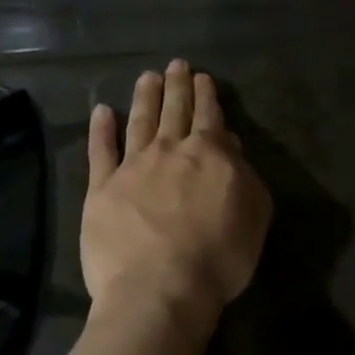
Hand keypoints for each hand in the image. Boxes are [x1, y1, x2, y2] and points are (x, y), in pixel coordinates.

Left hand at [81, 60, 271, 341]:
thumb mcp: (254, 214)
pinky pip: (100, 151)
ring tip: (147, 76)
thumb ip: (245, 175)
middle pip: (174, 110)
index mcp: (209, 154)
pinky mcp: (101, 189)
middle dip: (177, 85)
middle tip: (176, 65)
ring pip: (140, 121)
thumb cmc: (218, 257)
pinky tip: (102, 111)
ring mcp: (132, 167)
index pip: (209, 115)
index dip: (206, 95)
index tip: (202, 77)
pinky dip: (101, 129)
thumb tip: (230, 144)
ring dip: (145, 97)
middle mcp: (169, 150)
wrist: (160, 289)